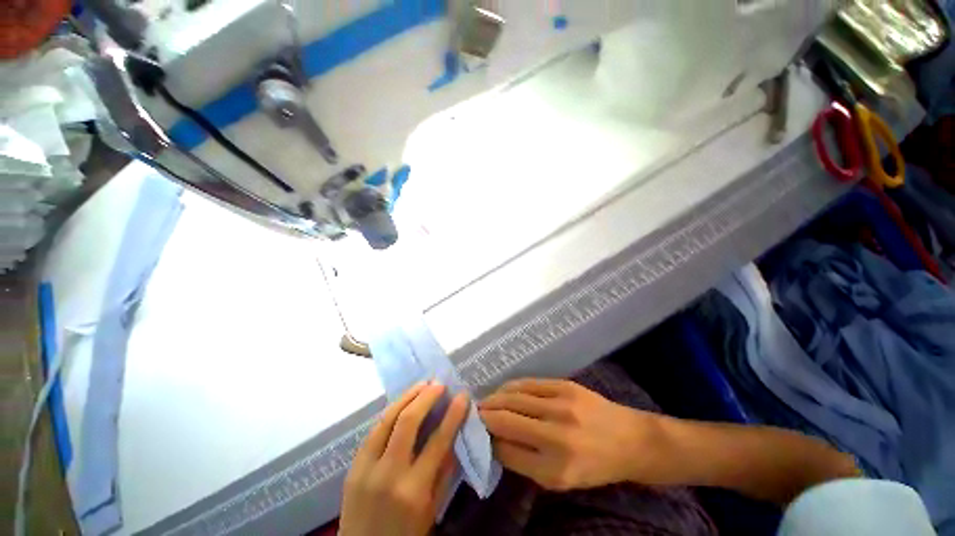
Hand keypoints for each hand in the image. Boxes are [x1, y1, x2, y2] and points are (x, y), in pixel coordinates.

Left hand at [339, 382, 467, 535]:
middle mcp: (388, 474)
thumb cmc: (405, 535)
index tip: (463, 395)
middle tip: (439, 384)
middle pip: (407, 422)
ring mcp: (365, 468)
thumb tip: (454, 435)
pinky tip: (402, 403)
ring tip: (422, 384)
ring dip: (406, 397)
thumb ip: (444, 472)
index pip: (438, 441)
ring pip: (386, 419)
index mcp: (413, 490)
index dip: (453, 414)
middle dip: (426, 397)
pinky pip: (374, 431)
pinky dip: (391, 412)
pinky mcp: (353, 466)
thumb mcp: (432, 509)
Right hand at [479, 379, 666, 490]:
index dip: (487, 441)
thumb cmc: (594, 466)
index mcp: (554, 469)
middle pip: (504, 421)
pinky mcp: (565, 386)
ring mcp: (560, 406)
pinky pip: (528, 383)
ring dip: (493, 399)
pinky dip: (511, 387)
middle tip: (473, 414)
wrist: (629, 440)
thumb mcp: (560, 480)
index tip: (477, 435)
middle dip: (483, 416)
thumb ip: (525, 462)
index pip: (505, 451)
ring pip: (513, 398)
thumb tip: (495, 441)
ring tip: (484, 401)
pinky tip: (503, 390)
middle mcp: (555, 437)